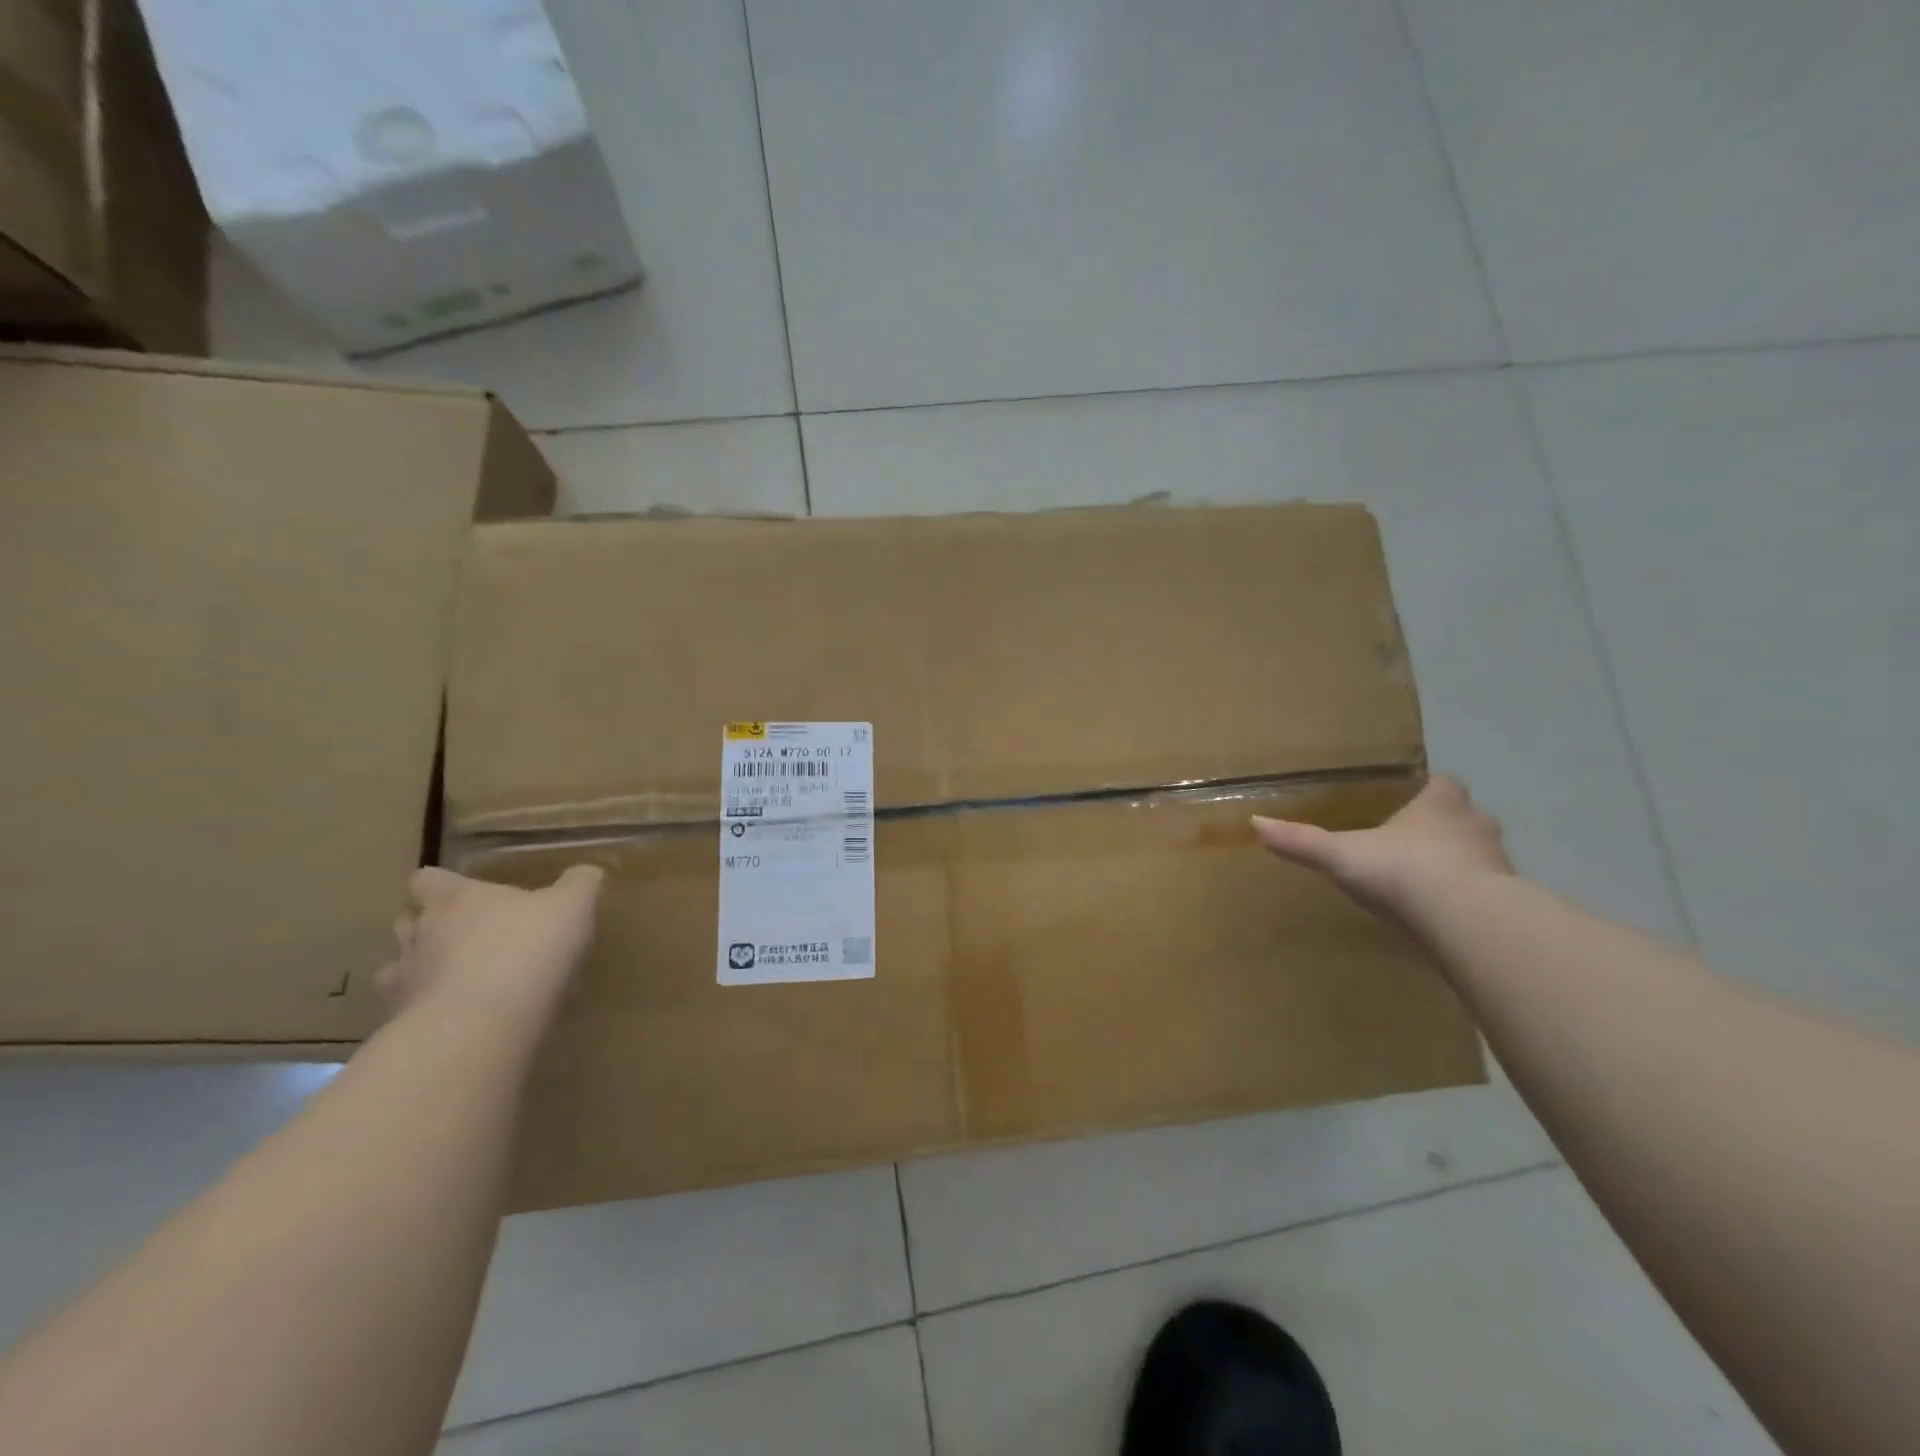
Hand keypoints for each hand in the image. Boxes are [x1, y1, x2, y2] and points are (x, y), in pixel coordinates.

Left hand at [377, 865, 604, 1018]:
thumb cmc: (527, 949)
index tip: (463, 893)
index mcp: (455, 899)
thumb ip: (578, 885)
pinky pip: (408, 1014)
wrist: (482, 1026)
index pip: (427, 880)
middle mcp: (419, 934)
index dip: (442, 885)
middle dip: (429, 927)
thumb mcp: (572, 907)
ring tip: (458, 981)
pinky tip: (459, 1020)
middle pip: (407, 922)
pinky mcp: (401, 1027)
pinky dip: (427, 1013)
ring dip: (422, 971)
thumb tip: (585, 872)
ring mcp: (404, 983)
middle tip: (466, 937)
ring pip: (398, 969)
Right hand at [1251, 775, 1511, 918]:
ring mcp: (1499, 863)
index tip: (1407, 805)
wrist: (1466, 920)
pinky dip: (1467, 899)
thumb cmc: (1403, 871)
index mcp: (1441, 802)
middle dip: (1443, 829)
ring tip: (1425, 884)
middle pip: (1463, 818)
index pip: (1442, 785)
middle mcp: (1476, 824)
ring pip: (1478, 856)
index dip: (1427, 793)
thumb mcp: (1340, 855)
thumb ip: (1301, 840)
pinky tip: (1443, 916)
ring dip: (1458, 865)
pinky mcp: (1509, 902)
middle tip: (1410, 845)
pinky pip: (1486, 893)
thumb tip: (1255, 822)